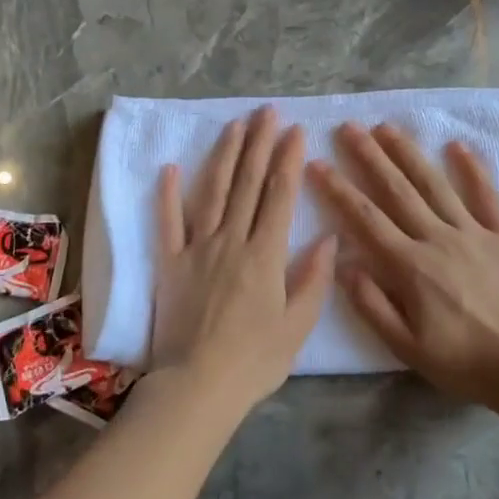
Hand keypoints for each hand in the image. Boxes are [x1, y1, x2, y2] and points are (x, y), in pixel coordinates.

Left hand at [151, 106, 336, 414]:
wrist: (198, 386)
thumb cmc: (255, 360)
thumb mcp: (298, 325)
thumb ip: (314, 279)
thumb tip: (330, 238)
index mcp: (266, 254)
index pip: (280, 195)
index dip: (288, 159)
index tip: (295, 130)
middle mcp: (232, 240)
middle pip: (248, 183)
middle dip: (259, 144)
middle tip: (267, 112)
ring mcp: (197, 248)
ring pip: (213, 192)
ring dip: (225, 155)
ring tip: (235, 125)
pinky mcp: (170, 262)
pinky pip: (168, 222)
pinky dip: (168, 194)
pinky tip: (171, 167)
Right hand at [308, 123, 498, 403]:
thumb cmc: (463, 362)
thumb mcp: (406, 348)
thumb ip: (372, 305)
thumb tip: (343, 264)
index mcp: (410, 266)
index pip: (365, 218)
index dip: (338, 189)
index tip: (317, 164)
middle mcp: (438, 238)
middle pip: (396, 190)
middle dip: (369, 156)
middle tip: (349, 127)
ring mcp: (473, 232)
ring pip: (435, 184)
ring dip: (409, 153)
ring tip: (387, 127)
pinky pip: (486, 195)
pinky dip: (472, 169)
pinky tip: (457, 145)